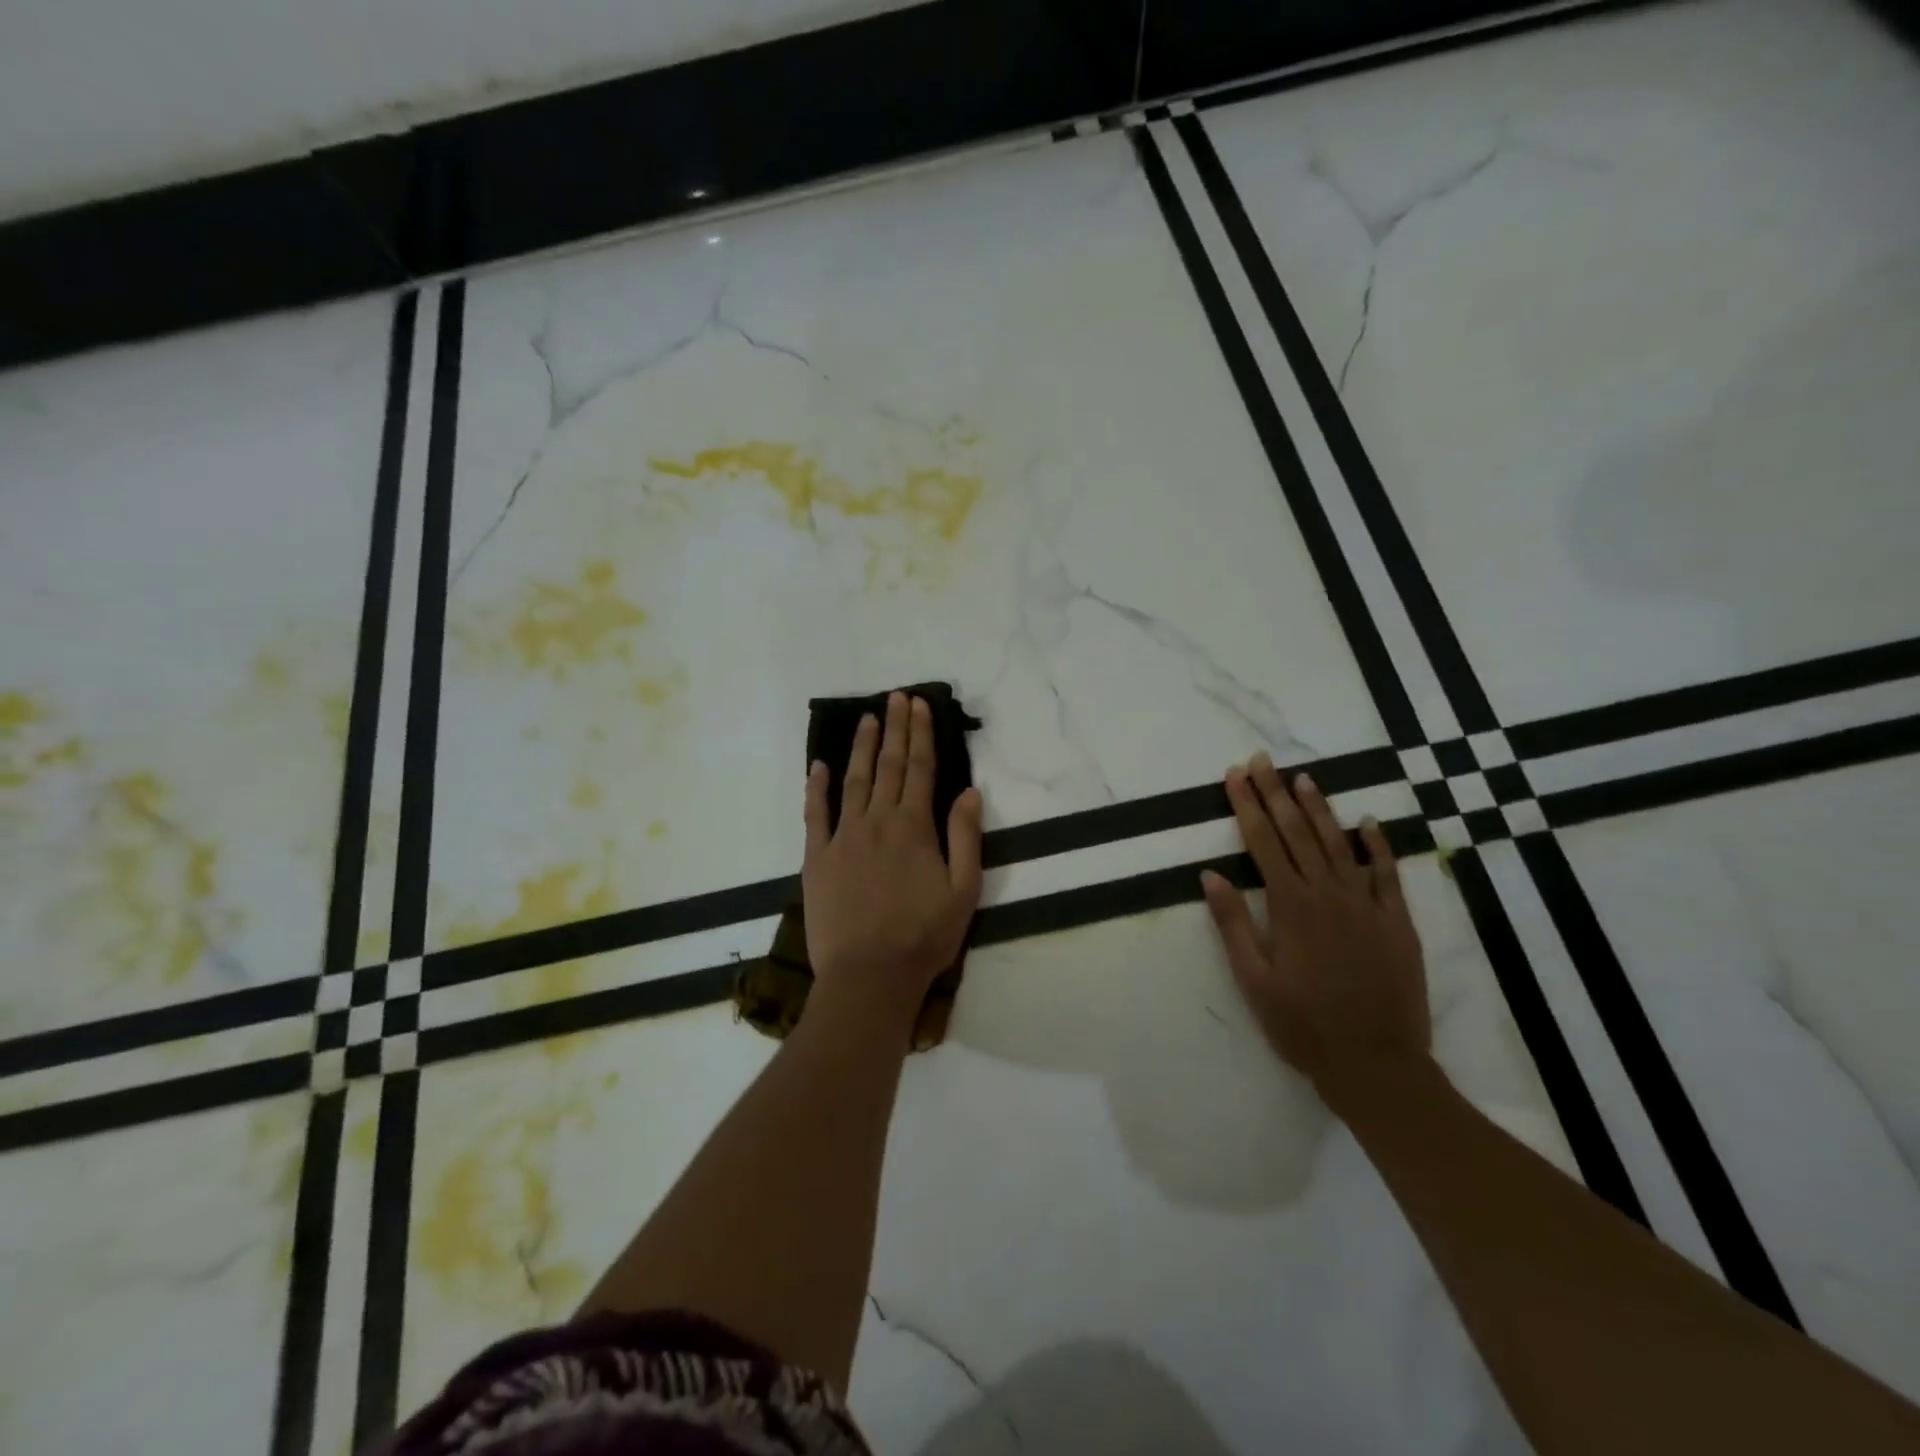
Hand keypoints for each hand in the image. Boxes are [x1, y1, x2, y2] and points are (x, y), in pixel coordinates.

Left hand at [803, 692, 983, 1028]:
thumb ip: (965, 836)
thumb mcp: (963, 890)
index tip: (920, 705)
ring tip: (866, 718)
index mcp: (914, 827)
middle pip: (888, 766)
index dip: (921, 734)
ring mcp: (843, 837)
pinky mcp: (817, 858)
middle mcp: (877, 821)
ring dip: (860, 747)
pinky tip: (819, 765)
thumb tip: (968, 790)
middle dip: (894, 729)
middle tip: (896, 697)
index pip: (920, 769)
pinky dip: (816, 787)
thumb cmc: (924, 936)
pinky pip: (815, 814)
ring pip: (853, 781)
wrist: (869, 976)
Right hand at [1201, 753, 1429, 1105]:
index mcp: (1290, 906)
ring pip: (1338, 843)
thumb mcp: (1253, 980)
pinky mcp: (1396, 922)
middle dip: (1275, 793)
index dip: (1246, 805)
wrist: (1376, 1063)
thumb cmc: (1303, 1025)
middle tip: (1262, 760)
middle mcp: (1328, 894)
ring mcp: (1367, 905)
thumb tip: (1211, 874)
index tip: (1235, 775)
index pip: (1262, 842)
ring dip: (1319, 808)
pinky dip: (1377, 845)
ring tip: (1303, 778)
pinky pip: (1386, 874)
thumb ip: (1232, 924)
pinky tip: (1367, 822)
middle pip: (1296, 832)